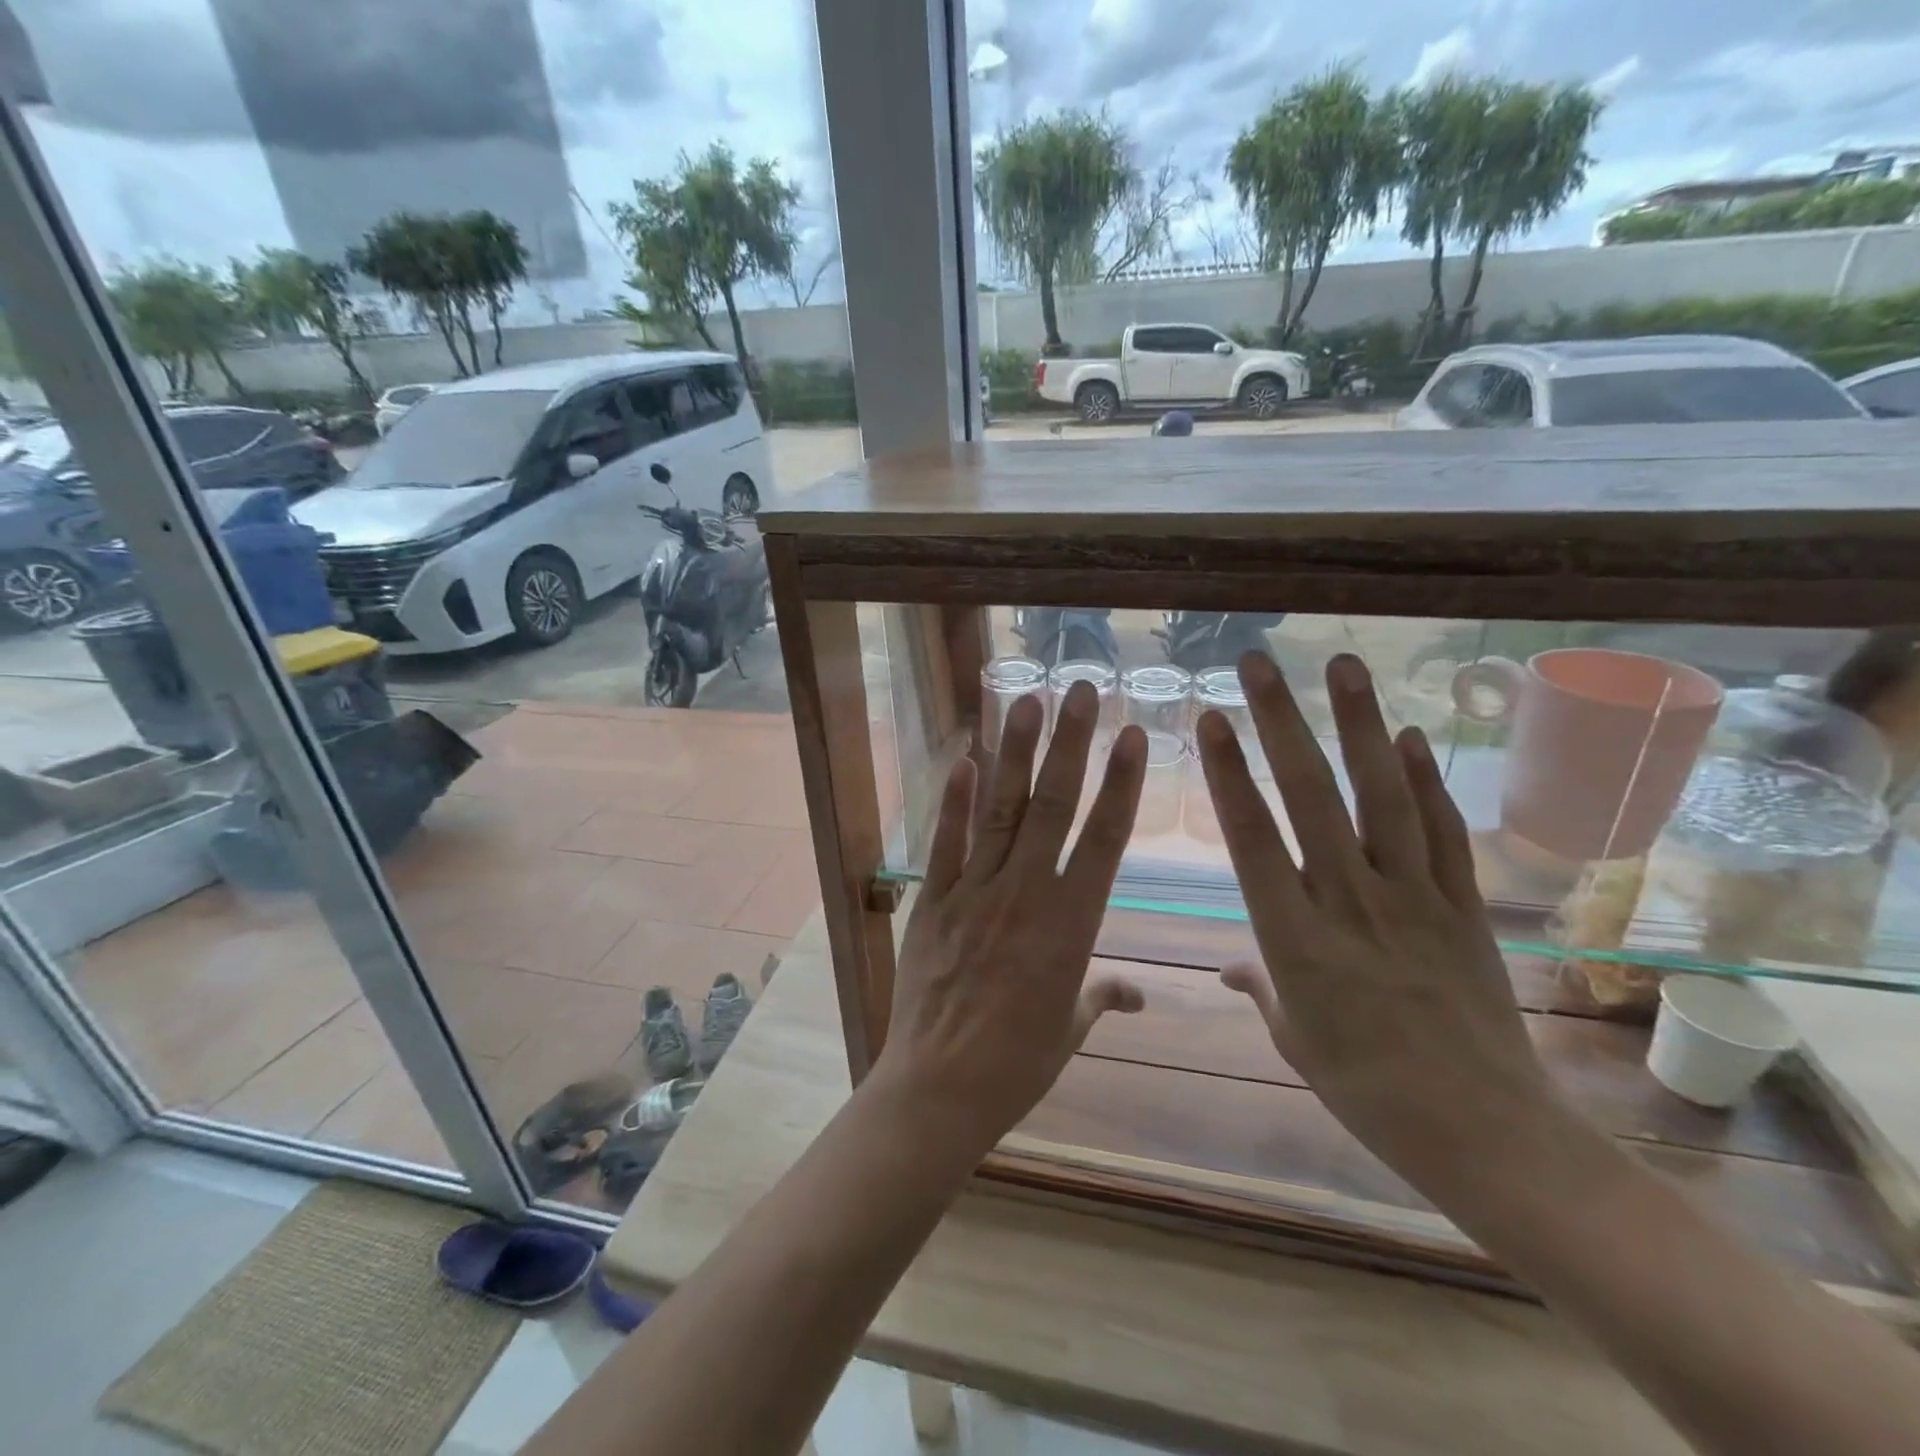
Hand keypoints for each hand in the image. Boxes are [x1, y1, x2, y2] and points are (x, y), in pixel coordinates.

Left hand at [872, 681, 1147, 1158]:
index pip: (1104, 838)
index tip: (1132, 736)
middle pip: (1054, 806)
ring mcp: (975, 892)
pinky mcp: (933, 902)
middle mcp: (1026, 894)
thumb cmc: (1018, 1064)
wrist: (941, 1088)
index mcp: (1072, 924)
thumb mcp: (1070, 1028)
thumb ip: (1102, 996)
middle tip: (1082, 690)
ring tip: (1028, 702)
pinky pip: (946, 842)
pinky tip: (964, 759)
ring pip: (1002, 810)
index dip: (1121, 783)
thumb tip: (1137, 993)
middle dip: (1071, 743)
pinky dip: (955, 800)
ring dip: (1016, 753)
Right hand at [1196, 651, 1555, 1199]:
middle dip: (1281, 722)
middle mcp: (1350, 900)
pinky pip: (1443, 832)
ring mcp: (1414, 897)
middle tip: (1259, 664)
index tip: (1212, 719)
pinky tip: (1408, 736)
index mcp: (1295, 936)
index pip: (1252, 837)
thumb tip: (1228, 967)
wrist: (1485, 1131)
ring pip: (1382, 796)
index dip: (1229, 773)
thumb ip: (1260, 987)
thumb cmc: (1366, 1090)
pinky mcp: (1463, 907)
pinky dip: (1426, 781)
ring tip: (1343, 665)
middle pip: (1312, 797)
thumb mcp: (1294, 1039)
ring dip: (1360, 725)